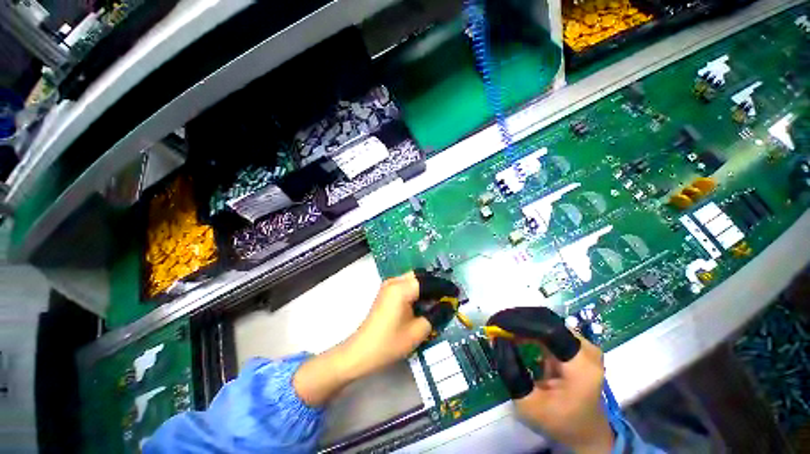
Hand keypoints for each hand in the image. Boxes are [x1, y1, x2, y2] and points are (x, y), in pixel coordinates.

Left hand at [346, 270, 459, 376]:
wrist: (362, 351)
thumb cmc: (390, 342)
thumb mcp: (418, 331)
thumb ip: (437, 314)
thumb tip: (450, 304)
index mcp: (402, 288)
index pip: (429, 281)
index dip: (444, 287)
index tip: (457, 292)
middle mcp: (395, 281)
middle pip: (420, 276)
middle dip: (435, 284)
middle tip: (447, 297)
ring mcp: (389, 285)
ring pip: (413, 279)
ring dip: (426, 287)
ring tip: (438, 300)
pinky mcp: (386, 292)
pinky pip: (406, 285)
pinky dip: (417, 290)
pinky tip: (424, 302)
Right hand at [488, 307, 612, 453]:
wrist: (584, 432)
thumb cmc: (558, 422)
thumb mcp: (528, 404)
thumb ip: (511, 372)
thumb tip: (497, 339)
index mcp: (581, 365)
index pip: (548, 330)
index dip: (520, 323)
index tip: (496, 324)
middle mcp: (585, 348)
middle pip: (546, 321)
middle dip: (517, 321)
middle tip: (494, 325)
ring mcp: (582, 344)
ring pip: (545, 321)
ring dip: (521, 323)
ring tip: (501, 328)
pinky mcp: (575, 344)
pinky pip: (547, 328)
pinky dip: (528, 329)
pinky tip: (514, 334)